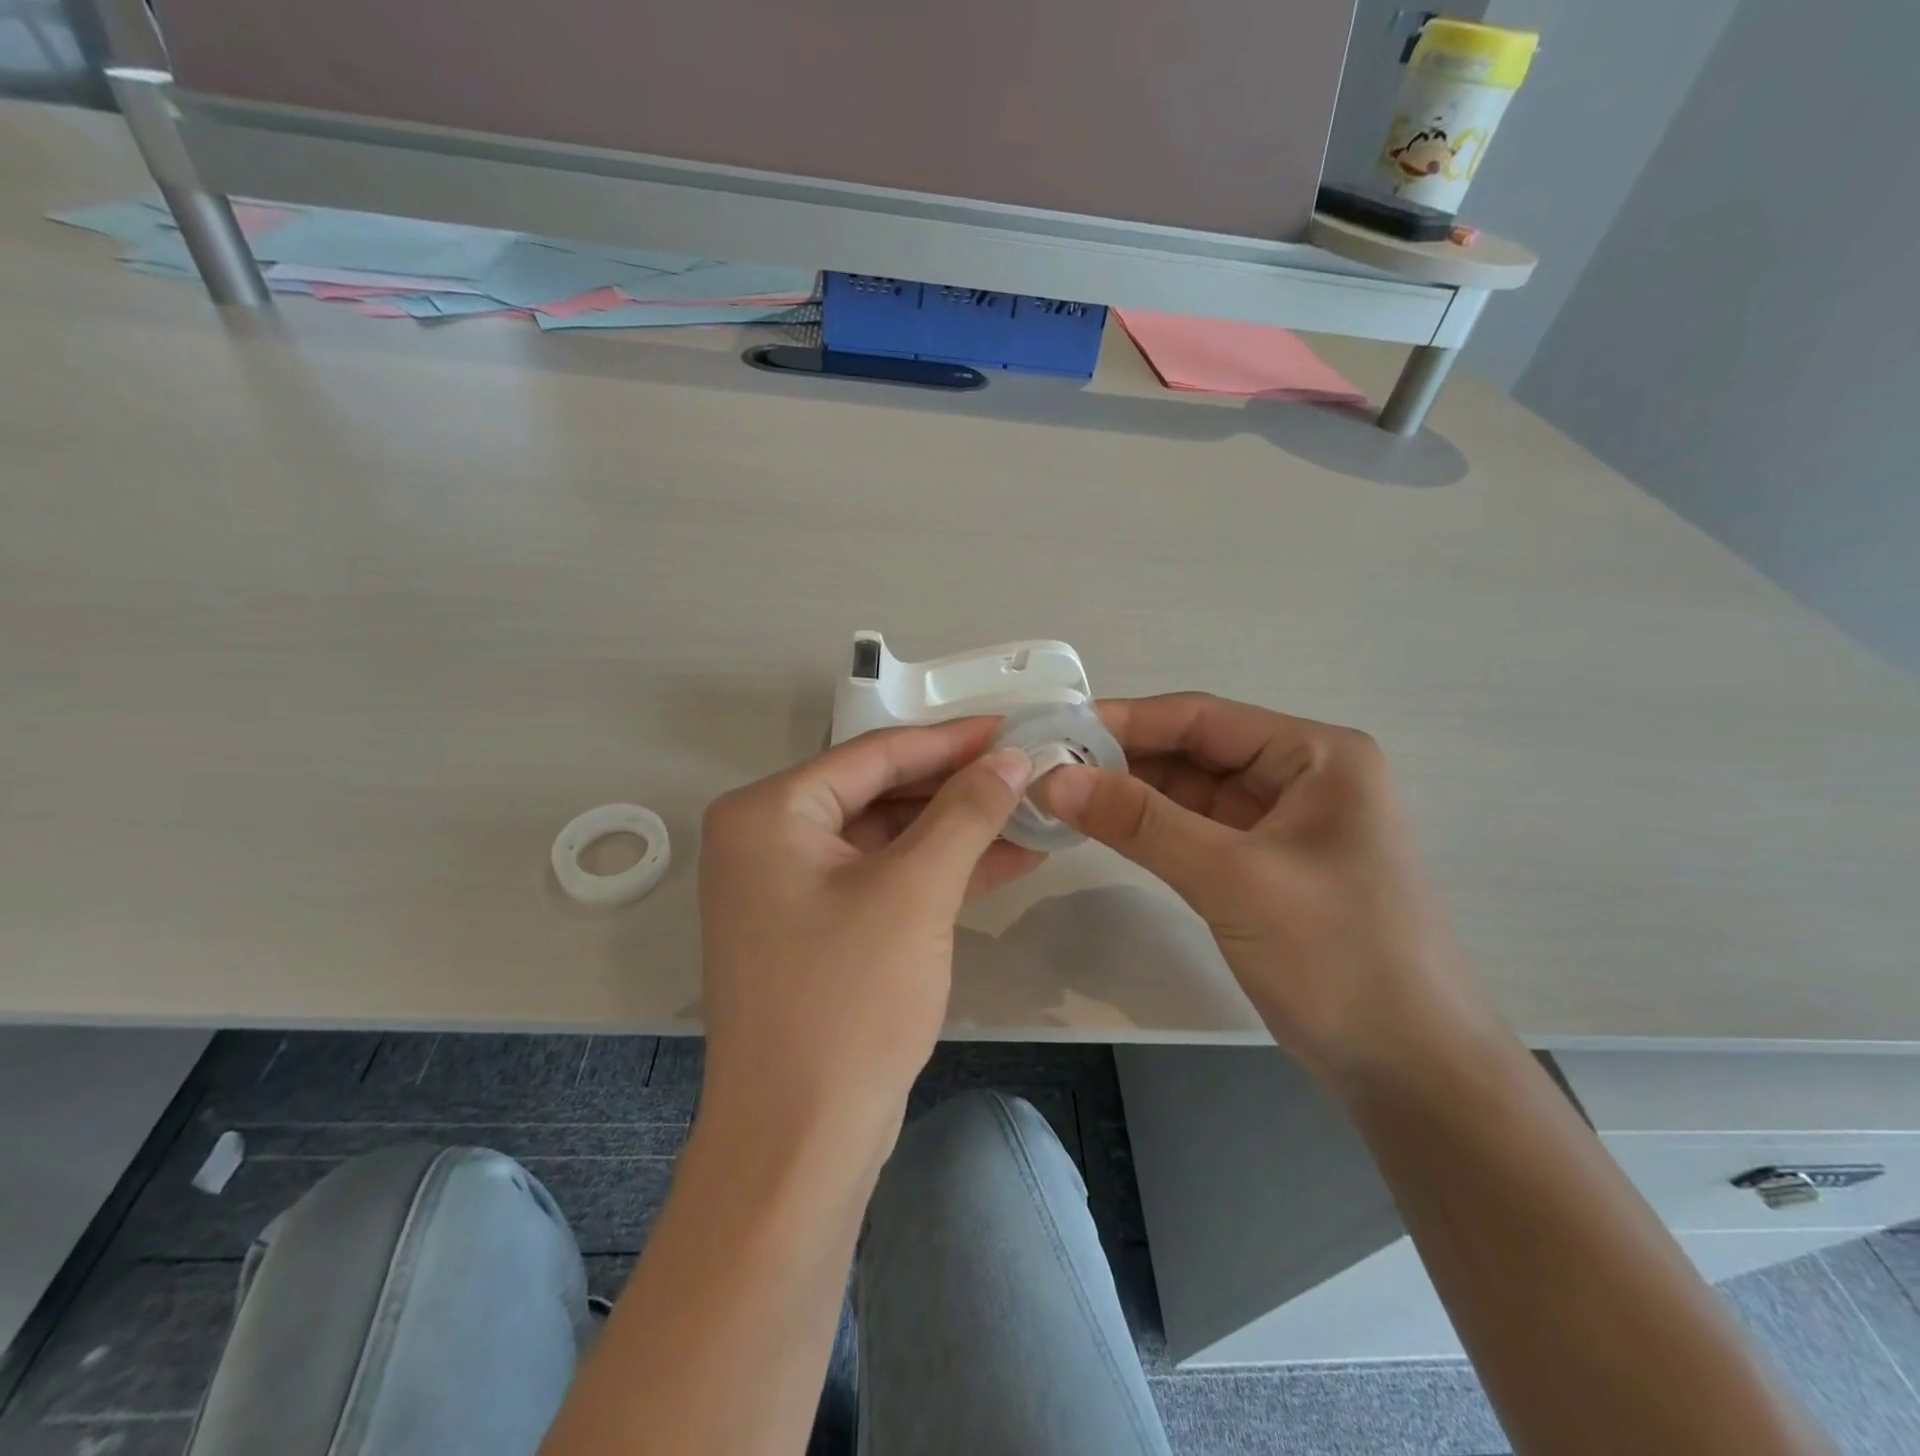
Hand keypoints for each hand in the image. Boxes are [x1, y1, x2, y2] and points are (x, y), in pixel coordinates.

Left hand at [696, 719, 1039, 1149]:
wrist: (799, 1145)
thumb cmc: (847, 1002)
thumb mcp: (915, 892)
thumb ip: (966, 812)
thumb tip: (1011, 757)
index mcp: (769, 813)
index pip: (875, 754)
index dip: (951, 740)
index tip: (1013, 727)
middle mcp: (769, 840)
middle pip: (881, 793)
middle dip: (959, 787)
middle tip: (1029, 769)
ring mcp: (790, 888)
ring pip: (889, 838)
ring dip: (958, 830)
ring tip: (1032, 811)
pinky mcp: (818, 930)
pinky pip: (885, 880)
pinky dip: (940, 871)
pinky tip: (1007, 858)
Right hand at [1033, 693, 1495, 1085]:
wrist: (1411, 1070)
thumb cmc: (1339, 957)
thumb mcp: (1233, 879)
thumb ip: (1141, 823)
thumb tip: (1055, 779)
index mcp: (1315, 755)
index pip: (1202, 717)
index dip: (1126, 719)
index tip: (1057, 730)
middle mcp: (1300, 776)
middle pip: (1195, 750)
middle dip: (1123, 758)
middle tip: (1047, 767)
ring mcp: (1282, 823)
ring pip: (1191, 791)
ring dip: (1131, 793)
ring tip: (1061, 794)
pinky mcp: (1265, 866)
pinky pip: (1197, 830)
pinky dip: (1151, 828)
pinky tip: (1103, 827)